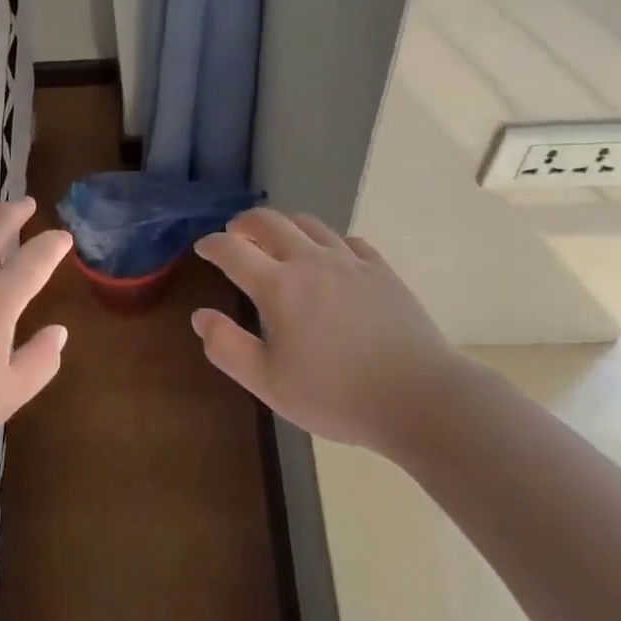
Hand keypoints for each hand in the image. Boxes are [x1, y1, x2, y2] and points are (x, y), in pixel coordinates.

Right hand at [191, 209, 468, 454]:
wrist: (420, 398)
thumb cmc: (337, 396)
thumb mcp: (270, 384)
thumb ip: (228, 348)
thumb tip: (200, 316)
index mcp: (278, 287)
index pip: (232, 250)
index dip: (211, 245)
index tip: (203, 248)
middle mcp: (310, 261)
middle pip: (268, 221)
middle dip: (244, 223)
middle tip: (235, 234)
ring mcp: (349, 261)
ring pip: (308, 223)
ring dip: (284, 226)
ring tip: (278, 241)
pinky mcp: (380, 269)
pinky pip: (347, 240)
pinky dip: (327, 242)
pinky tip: (330, 259)